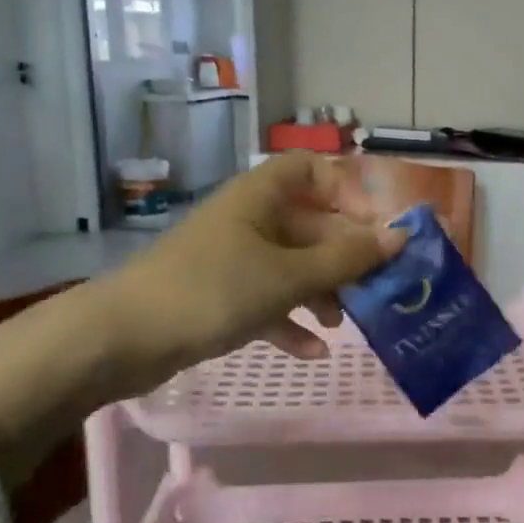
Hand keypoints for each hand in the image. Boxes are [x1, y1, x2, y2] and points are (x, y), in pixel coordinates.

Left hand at [88, 153, 404, 393]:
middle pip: (309, 225)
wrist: (122, 339)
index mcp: (260, 197)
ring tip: (343, 325)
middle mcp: (248, 220)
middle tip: (375, 288)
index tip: (373, 229)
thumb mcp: (289, 276)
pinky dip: (291, 322)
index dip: (347, 192)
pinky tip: (313, 352)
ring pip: (292, 266)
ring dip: (322, 292)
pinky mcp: (219, 297)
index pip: (311, 170)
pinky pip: (268, 301)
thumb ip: (347, 259)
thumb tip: (401, 235)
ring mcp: (232, 260)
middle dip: (343, 257)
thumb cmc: (212, 291)